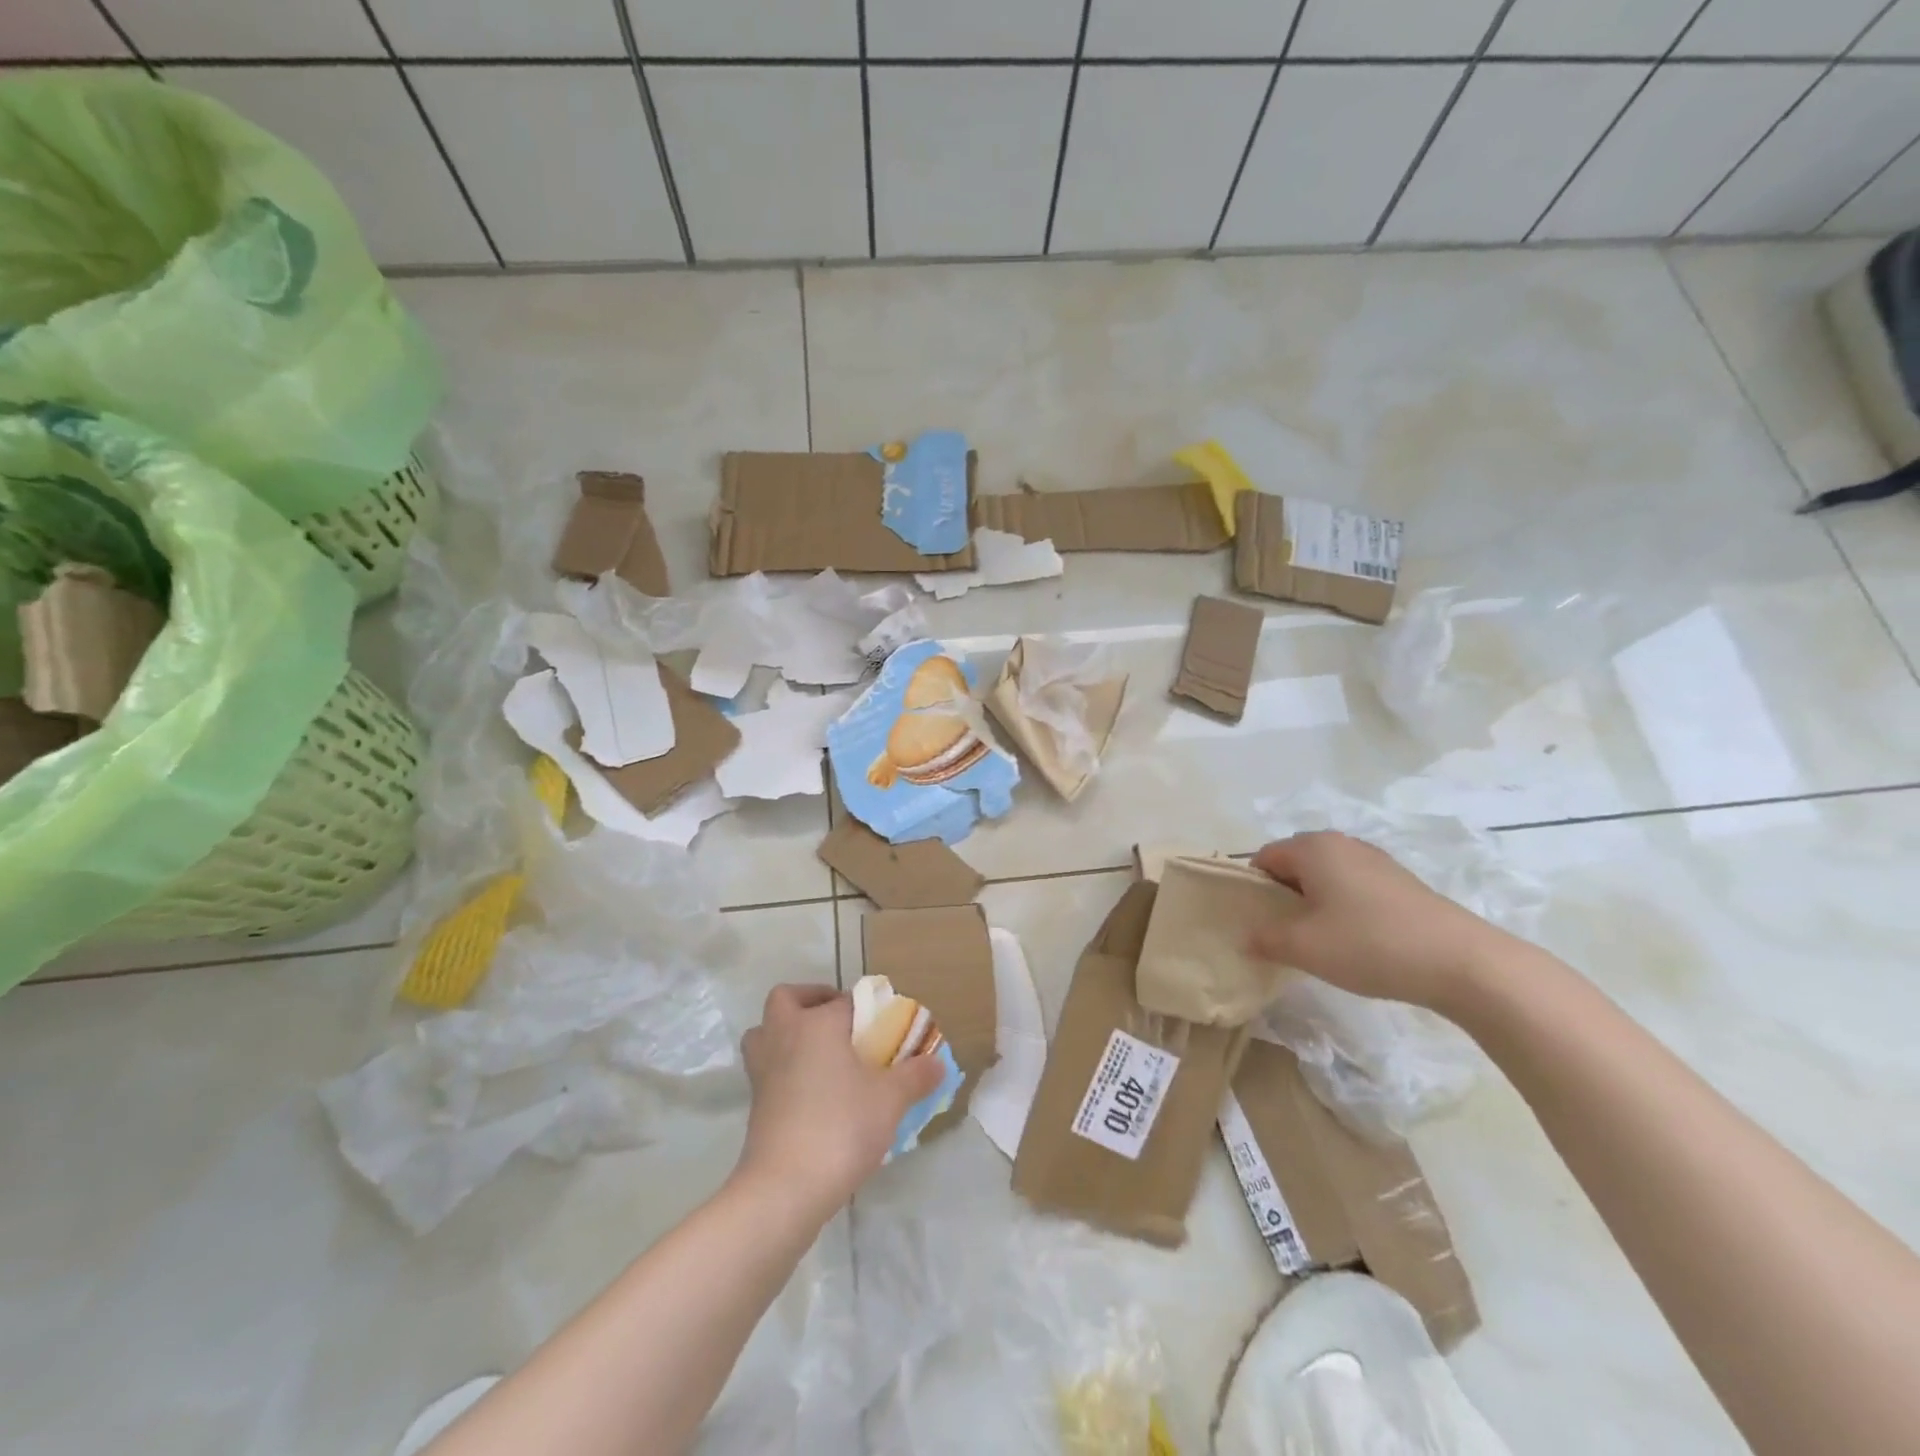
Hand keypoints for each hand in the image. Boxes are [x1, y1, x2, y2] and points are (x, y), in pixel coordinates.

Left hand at [735, 984, 943, 1219]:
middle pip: (787, 999)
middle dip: (810, 1002)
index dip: (867, 1009)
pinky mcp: (755, 1104)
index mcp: (817, 1024)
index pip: (845, 1001)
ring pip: (766, 1033)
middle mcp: (784, 1036)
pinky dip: (785, 1070)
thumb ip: (915, 1076)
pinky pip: (768, 1069)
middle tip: (839, 1023)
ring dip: (787, 1034)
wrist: (785, 1188)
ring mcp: (763, 1071)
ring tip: (821, 1054)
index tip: (885, 1026)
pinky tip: (814, 1093)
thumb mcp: (890, 1100)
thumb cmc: (841, 1127)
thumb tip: (938, 1063)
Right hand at [1248, 832, 1516, 1011]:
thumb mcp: (1303, 947)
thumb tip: (1246, 938)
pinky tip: (1356, 941)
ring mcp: (1376, 861)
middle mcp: (1342, 843)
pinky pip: (1354, 887)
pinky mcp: (1401, 883)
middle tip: (1284, 934)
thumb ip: (1265, 939)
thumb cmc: (1369, 944)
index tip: (1258, 924)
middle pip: (1294, 864)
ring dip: (1314, 904)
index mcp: (1313, 848)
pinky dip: (1344, 908)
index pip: (1263, 858)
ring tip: (1320, 941)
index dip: (1254, 890)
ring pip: (1326, 876)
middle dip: (1283, 896)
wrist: (1462, 962)